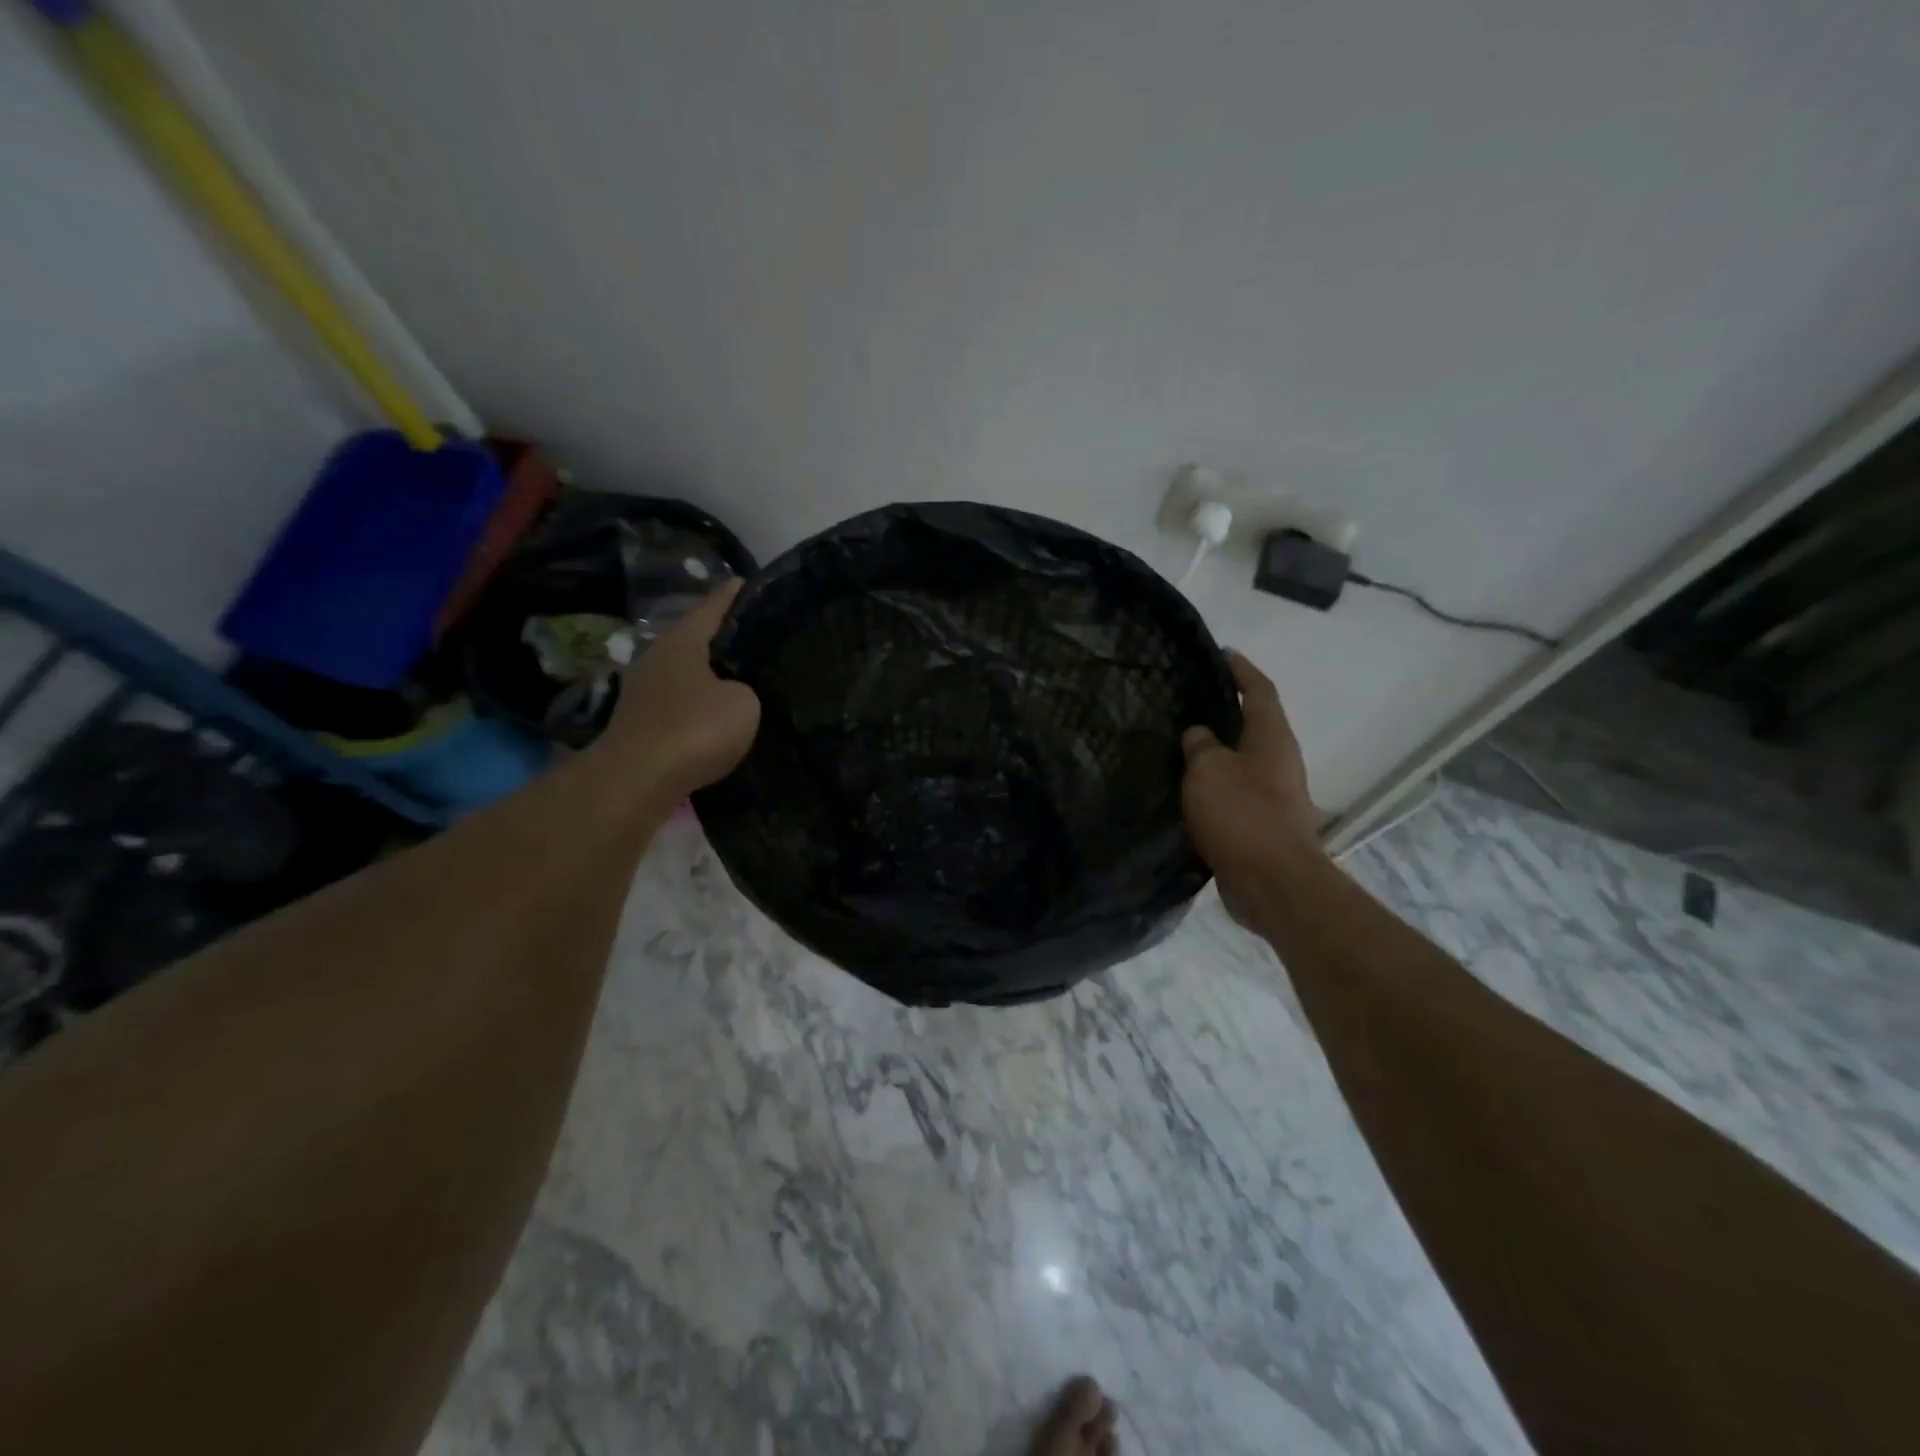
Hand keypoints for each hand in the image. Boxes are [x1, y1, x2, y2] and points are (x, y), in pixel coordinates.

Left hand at [602, 579, 760, 797]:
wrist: (637, 780)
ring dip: (714, 677)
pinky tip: (722, 718)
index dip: (739, 594)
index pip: (716, 605)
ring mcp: (645, 690)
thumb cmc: (694, 729)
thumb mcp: (742, 703)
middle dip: (728, 640)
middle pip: (699, 638)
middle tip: (764, 642)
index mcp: (682, 639)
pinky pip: (682, 704)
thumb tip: (734, 693)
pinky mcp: (642, 723)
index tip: (758, 586)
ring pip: (689, 673)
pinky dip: (701, 707)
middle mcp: (658, 656)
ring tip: (748, 682)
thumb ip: (746, 689)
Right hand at [1181, 651, 1324, 925]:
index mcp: (1272, 737)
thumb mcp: (1208, 769)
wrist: (1272, 883)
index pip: (1260, 690)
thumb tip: (1199, 734)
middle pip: (1253, 724)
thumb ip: (1200, 745)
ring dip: (1216, 752)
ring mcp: (1274, 794)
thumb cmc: (1241, 814)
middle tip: (1188, 700)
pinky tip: (1185, 789)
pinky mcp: (1262, 824)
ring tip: (1178, 744)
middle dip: (1226, 710)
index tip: (1221, 653)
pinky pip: (1234, 792)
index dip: (1241, 669)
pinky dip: (1213, 785)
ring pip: (1241, 761)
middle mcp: (1279, 761)